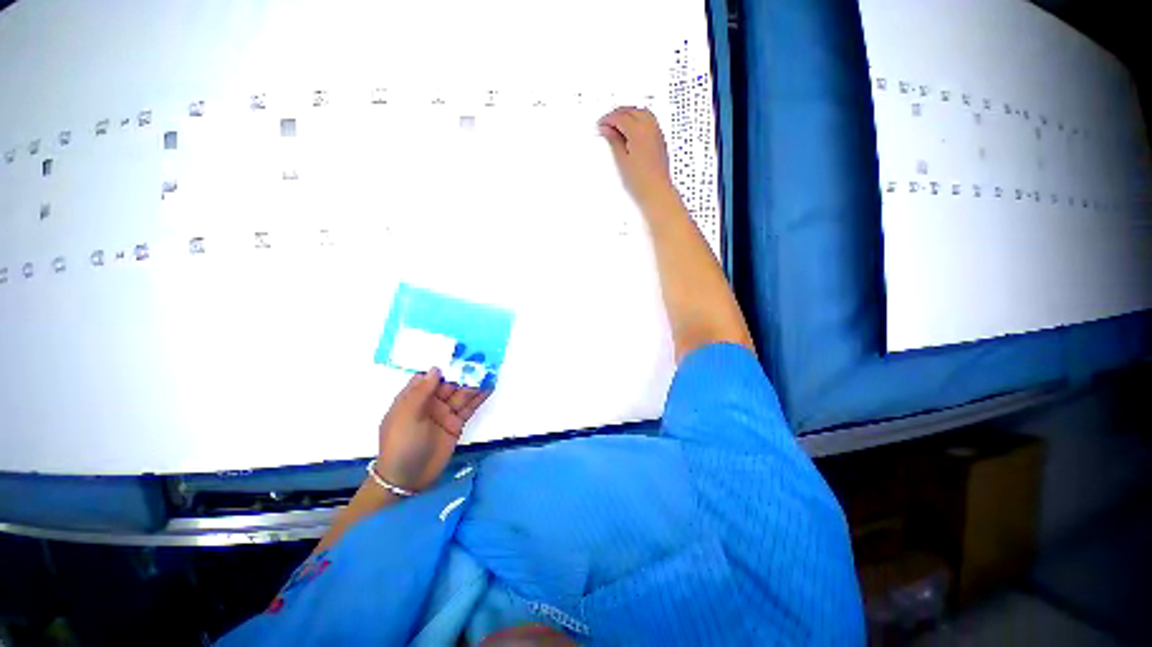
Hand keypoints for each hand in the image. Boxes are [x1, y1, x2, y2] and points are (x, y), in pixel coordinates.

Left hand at [375, 368, 489, 492]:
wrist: (407, 479)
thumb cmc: (401, 444)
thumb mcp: (406, 416)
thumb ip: (422, 392)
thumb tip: (436, 368)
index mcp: (413, 397)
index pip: (430, 376)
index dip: (444, 364)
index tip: (459, 352)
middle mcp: (430, 402)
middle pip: (450, 382)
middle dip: (464, 371)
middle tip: (482, 358)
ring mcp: (444, 413)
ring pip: (462, 393)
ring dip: (475, 382)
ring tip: (490, 368)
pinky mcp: (456, 424)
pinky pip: (469, 407)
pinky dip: (479, 397)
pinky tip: (490, 387)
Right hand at [598, 107, 677, 209]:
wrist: (657, 192)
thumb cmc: (642, 181)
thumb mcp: (621, 160)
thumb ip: (613, 141)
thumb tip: (607, 130)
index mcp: (639, 130)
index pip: (620, 117)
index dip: (607, 119)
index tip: (600, 125)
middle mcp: (650, 128)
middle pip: (632, 111)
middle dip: (618, 114)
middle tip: (606, 122)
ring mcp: (657, 133)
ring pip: (641, 113)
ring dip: (629, 115)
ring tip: (618, 125)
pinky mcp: (660, 141)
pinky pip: (649, 121)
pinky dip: (638, 120)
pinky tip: (632, 130)